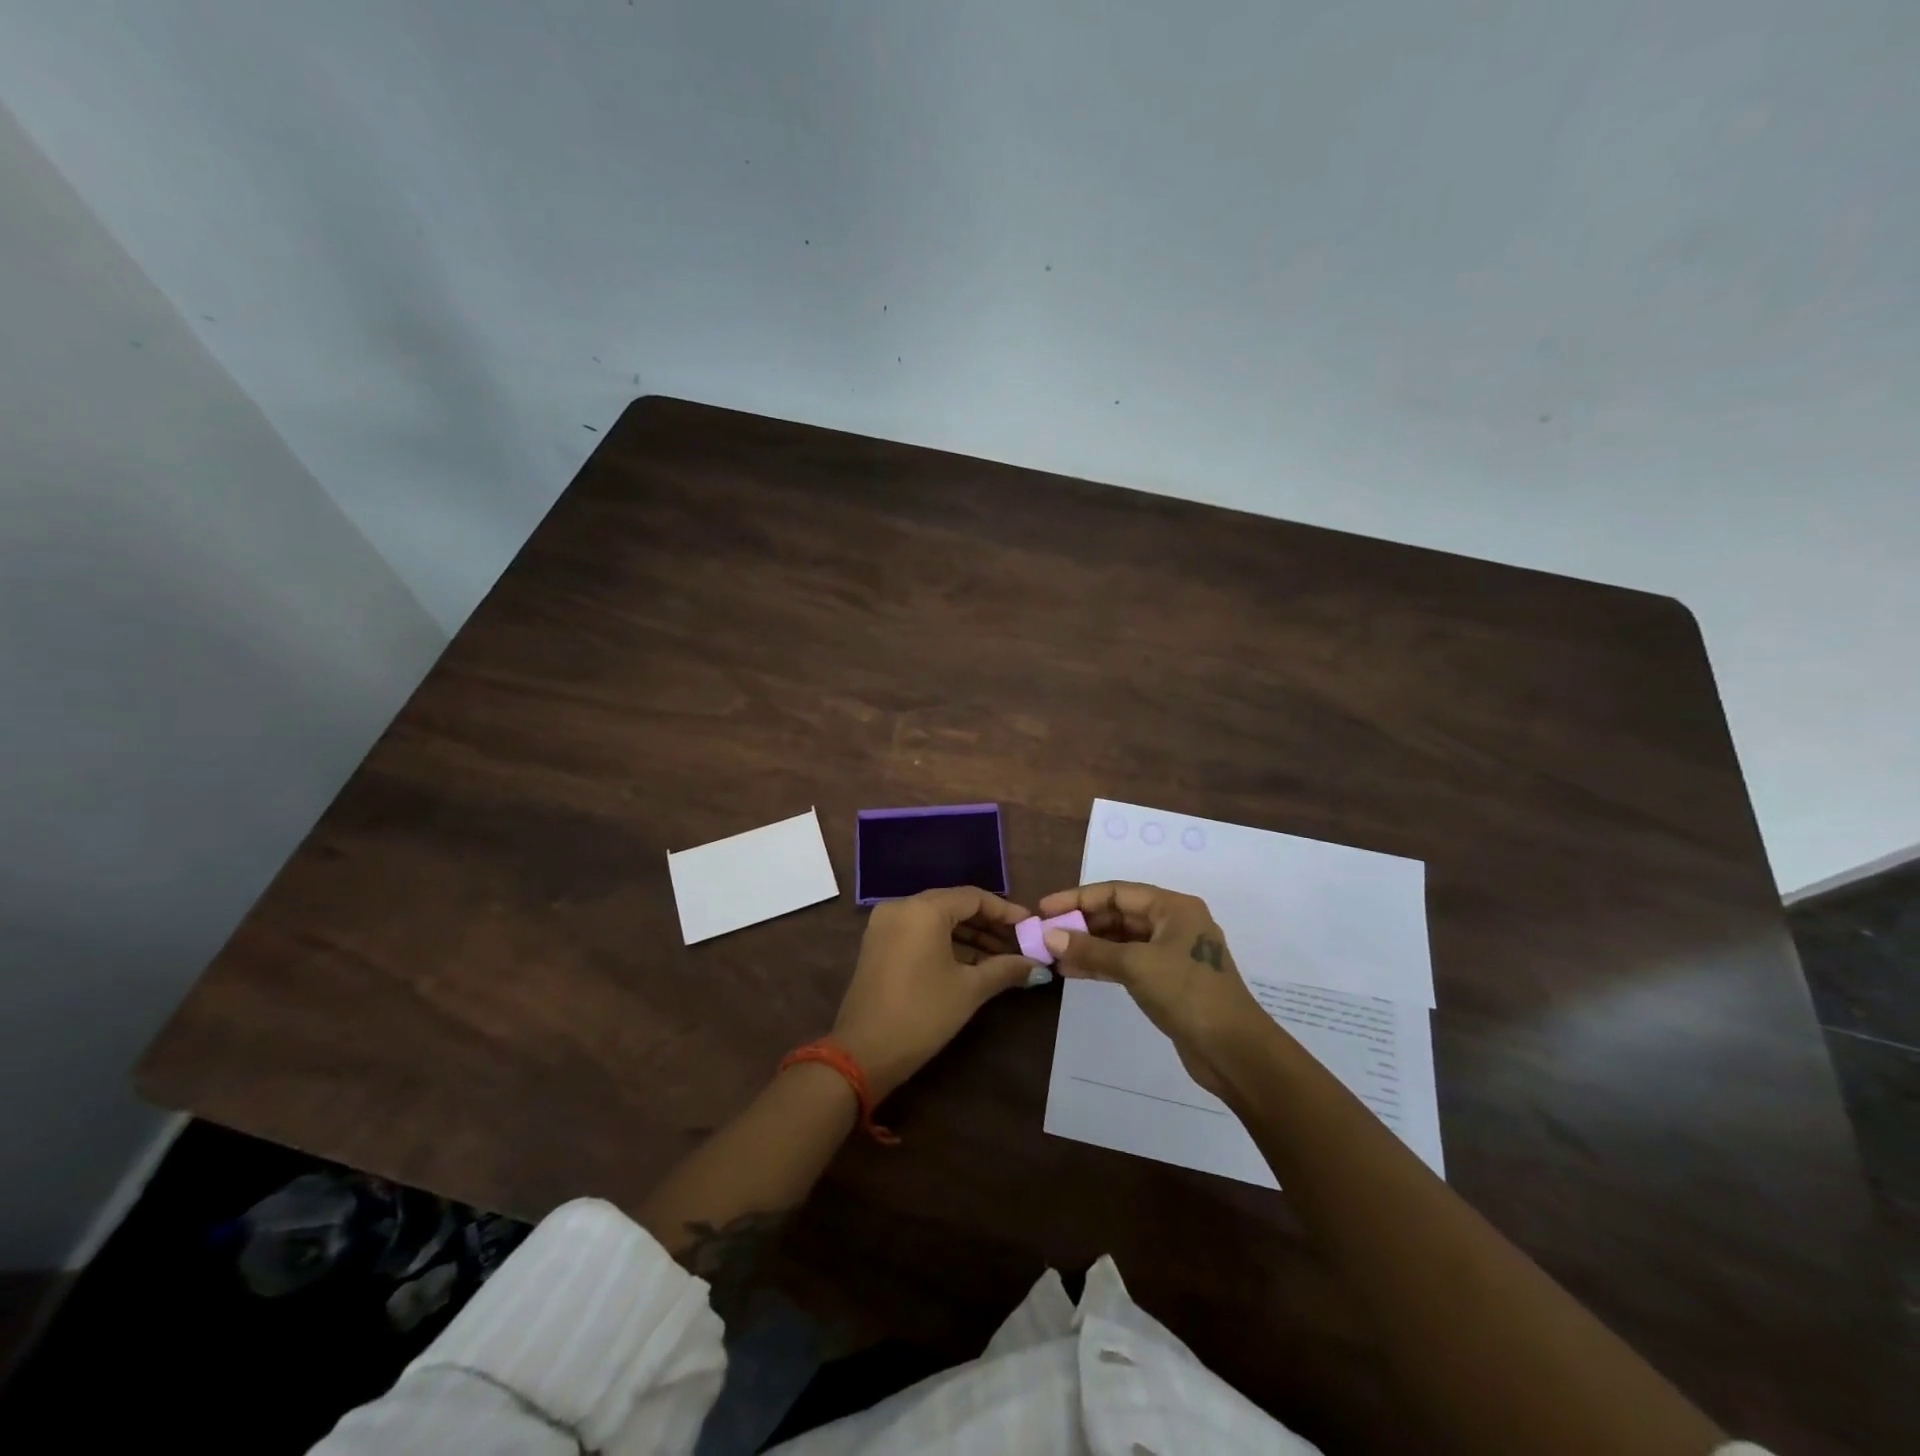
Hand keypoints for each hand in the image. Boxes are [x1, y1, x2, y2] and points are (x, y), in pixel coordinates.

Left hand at [832, 887, 1040, 1101]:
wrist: (863, 1053)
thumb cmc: (922, 1014)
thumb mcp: (969, 990)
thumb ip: (1005, 969)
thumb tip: (1036, 965)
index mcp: (923, 909)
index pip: (973, 897)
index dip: (1005, 911)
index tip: (1030, 926)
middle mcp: (901, 907)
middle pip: (954, 905)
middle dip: (988, 925)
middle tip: (1019, 944)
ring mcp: (886, 925)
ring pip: (937, 920)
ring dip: (969, 937)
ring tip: (1002, 959)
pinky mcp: (879, 945)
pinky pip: (920, 933)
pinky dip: (946, 944)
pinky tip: (973, 965)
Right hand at [1035, 881, 1270, 1097]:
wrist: (1234, 1051)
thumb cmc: (1188, 994)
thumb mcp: (1136, 966)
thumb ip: (1091, 950)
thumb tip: (1049, 936)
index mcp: (1173, 907)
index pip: (1116, 892)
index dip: (1078, 898)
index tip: (1045, 909)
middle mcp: (1173, 923)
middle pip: (1118, 914)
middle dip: (1081, 923)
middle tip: (1045, 934)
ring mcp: (1171, 953)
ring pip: (1121, 940)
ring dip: (1088, 945)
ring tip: (1053, 954)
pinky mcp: (1167, 980)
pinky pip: (1127, 962)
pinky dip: (1102, 964)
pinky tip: (1074, 971)